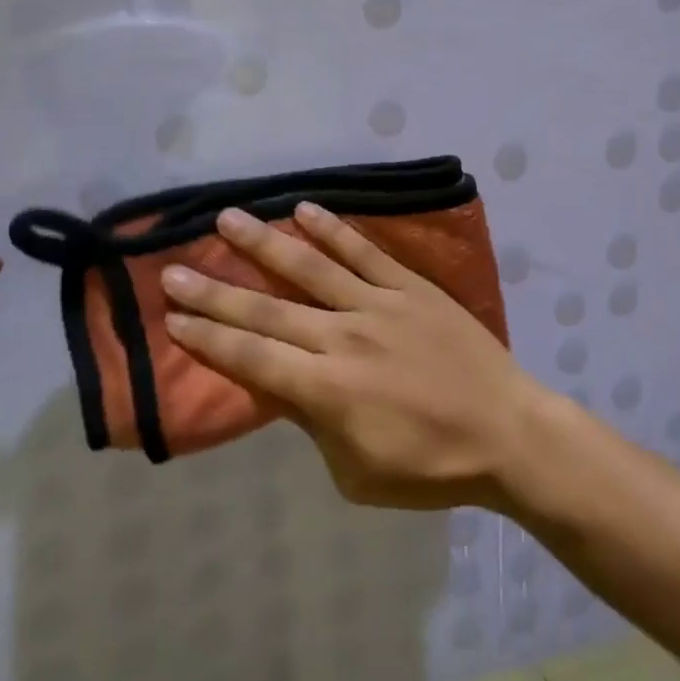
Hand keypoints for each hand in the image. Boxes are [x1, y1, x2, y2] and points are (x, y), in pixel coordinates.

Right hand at [161, 202, 546, 509]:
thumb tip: (282, 386)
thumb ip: (313, 424)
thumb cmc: (430, 467)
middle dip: (215, 293)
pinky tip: (304, 209)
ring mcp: (379, 305)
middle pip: (267, 311)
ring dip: (264, 244)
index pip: (253, 358)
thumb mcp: (357, 471)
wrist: (506, 431)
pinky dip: (333, 230)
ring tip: (227, 219)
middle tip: (173, 270)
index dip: (208, 338)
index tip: (173, 317)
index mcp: (327, 391)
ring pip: (310, 268)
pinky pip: (365, 253)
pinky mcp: (410, 287)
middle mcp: (344, 338)